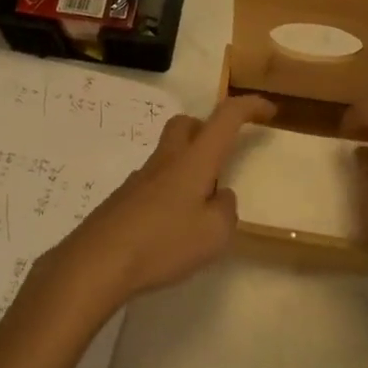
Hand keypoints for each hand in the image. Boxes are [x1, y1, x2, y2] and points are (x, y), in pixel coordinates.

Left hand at [39, 94, 273, 316]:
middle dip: (209, 130)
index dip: (249, 107)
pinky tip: (173, 226)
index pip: (226, 117)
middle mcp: (167, 159)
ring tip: (201, 206)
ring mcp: (141, 177)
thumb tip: (220, 198)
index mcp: (194, 159)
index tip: (269, 110)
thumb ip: (225, 211)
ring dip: (190, 166)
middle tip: (222, 158)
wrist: (98, 261)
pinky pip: (155, 181)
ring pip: (170, 153)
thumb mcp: (213, 235)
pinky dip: (171, 191)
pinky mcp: (124, 199)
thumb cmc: (162, 242)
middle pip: (188, 124)